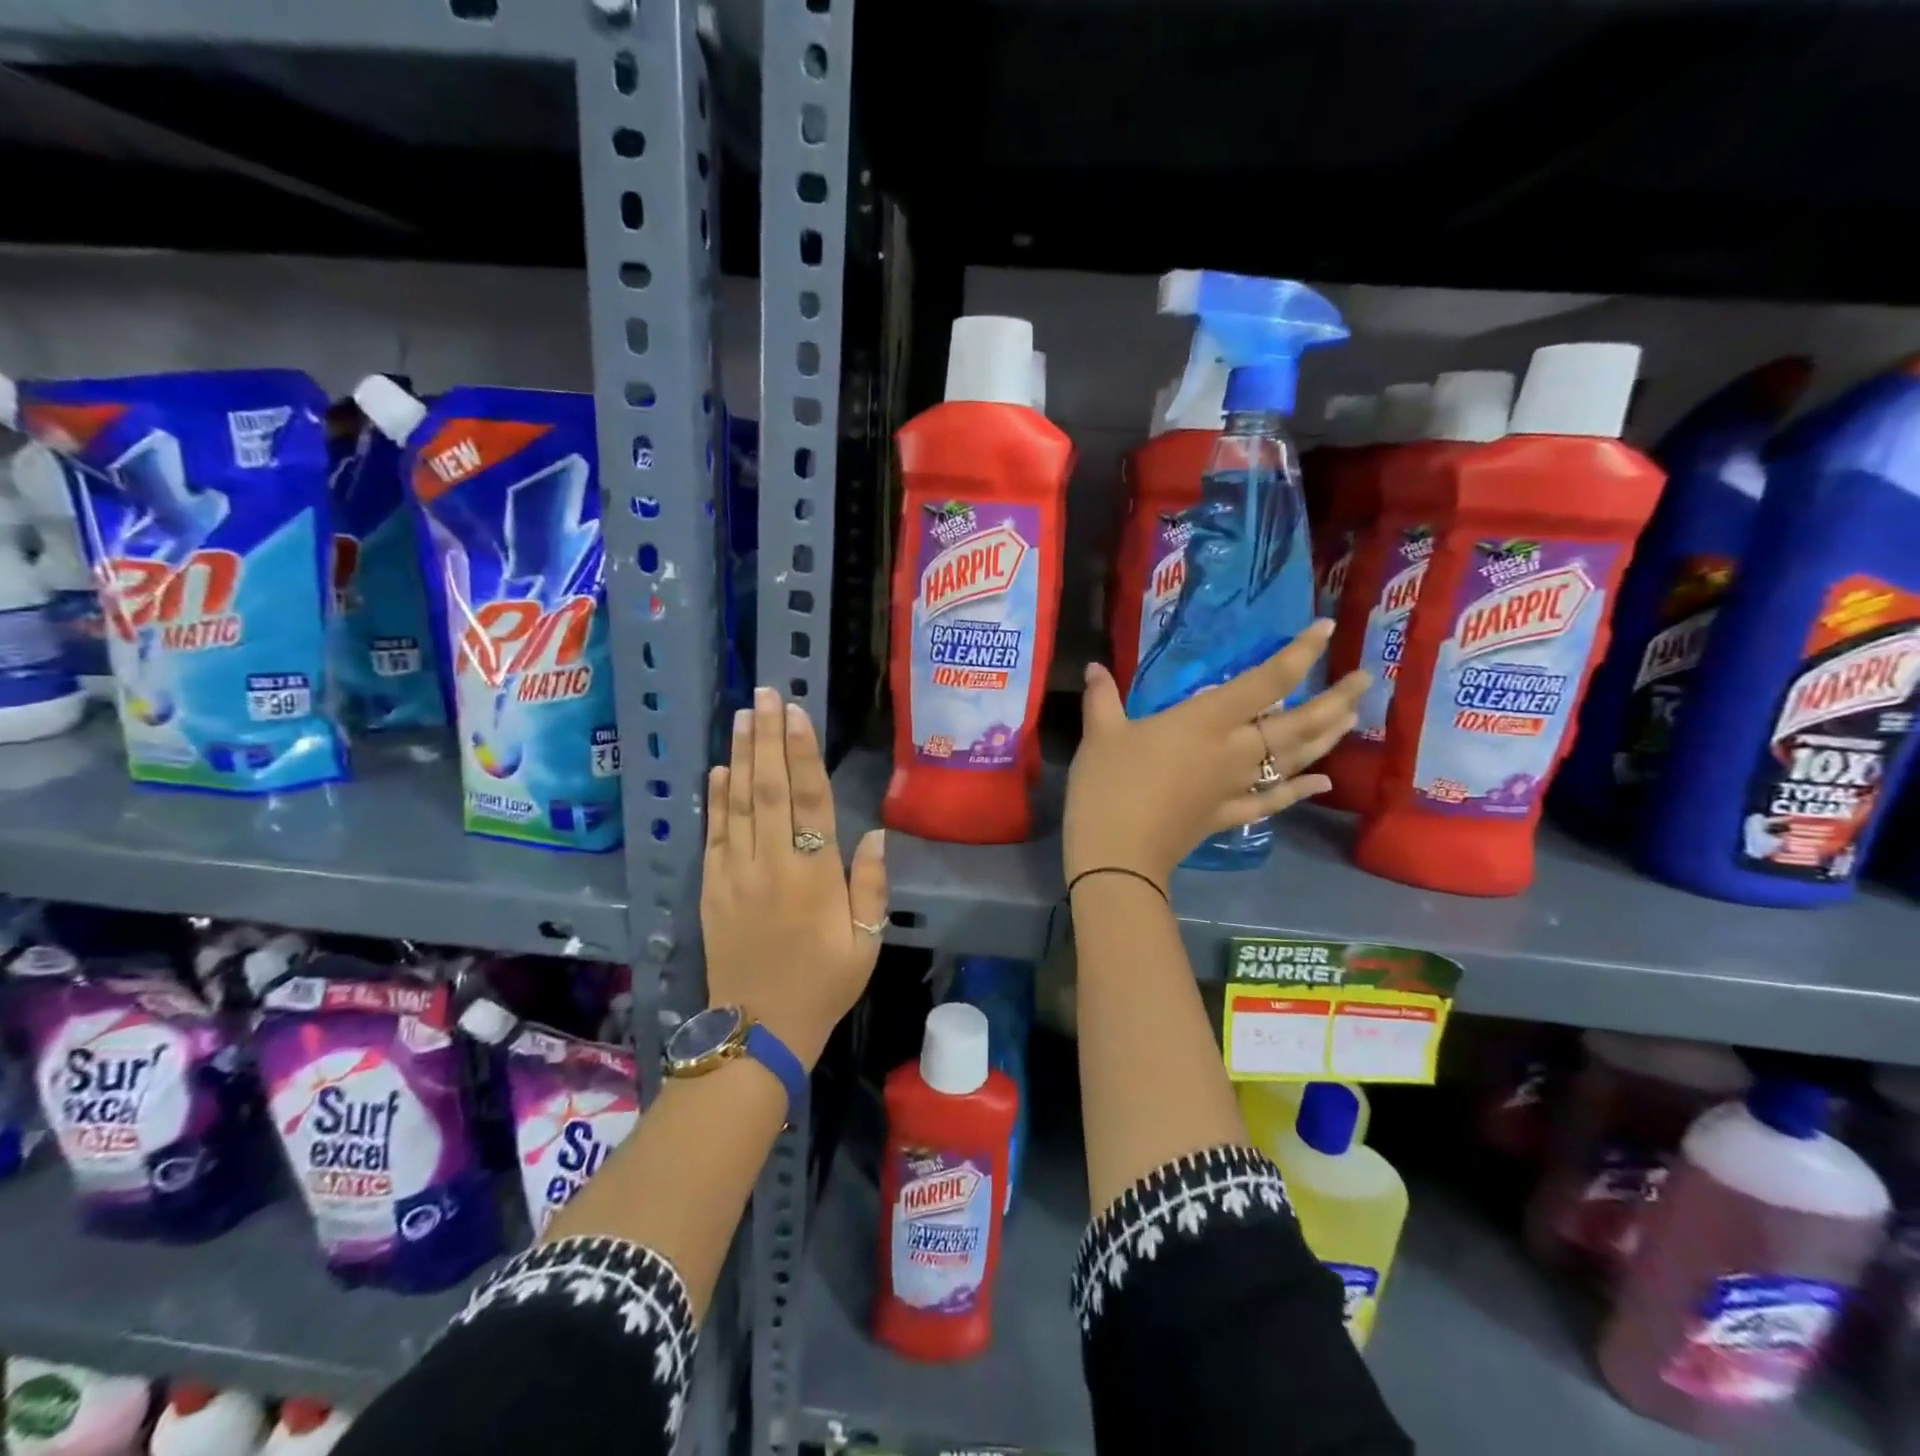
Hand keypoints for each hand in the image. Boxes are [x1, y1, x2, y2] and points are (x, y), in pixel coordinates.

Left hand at [702, 686, 887, 1068]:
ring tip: (744, 717)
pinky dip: (715, 799)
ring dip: (742, 756)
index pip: (809, 800)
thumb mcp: (865, 942)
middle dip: (768, 738)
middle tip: (765, 695)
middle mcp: (772, 864)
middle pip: (770, 789)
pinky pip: (713, 835)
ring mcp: (736, 875)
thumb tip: (875, 833)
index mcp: (814, 875)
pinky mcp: (712, 889)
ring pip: (738, 803)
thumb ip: (871, 886)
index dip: (803, 752)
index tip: (796, 713)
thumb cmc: (823, 985)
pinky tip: (720, 770)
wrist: (759, 1031)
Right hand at [1063, 621, 1367, 889]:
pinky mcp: (1228, 815)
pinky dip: (1299, 791)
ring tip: (1352, 718)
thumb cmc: (1110, 786)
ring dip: (1327, 738)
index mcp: (1206, 721)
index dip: (1298, 654)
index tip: (1326, 629)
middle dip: (1335, 699)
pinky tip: (1323, 783)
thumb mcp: (1101, 735)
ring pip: (1294, 759)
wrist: (1118, 855)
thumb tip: (1095, 668)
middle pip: (1297, 723)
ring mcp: (1236, 787)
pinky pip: (1273, 801)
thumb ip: (1103, 698)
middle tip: (1365, 679)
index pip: (1265, 682)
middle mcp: (1234, 750)